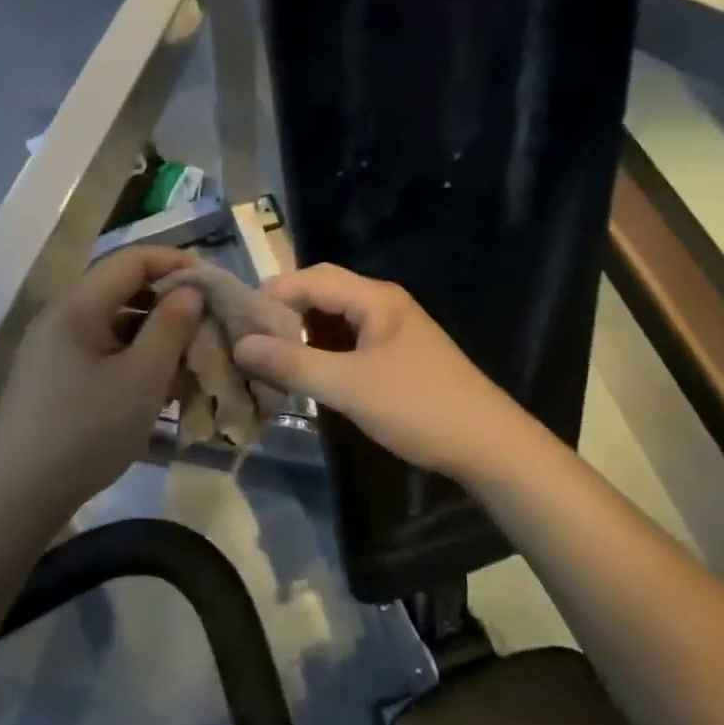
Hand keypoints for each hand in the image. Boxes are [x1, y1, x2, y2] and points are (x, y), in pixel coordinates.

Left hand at [0, 246, 204, 516]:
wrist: (17, 498)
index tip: (215, 285)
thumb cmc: (86, 432)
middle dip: (169, 303)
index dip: (177, 263)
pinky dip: (133, 359)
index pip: (132, 259)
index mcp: (77, 307)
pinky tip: (157, 387)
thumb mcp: (142, 379)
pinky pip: (101, 352)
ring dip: (154, 334)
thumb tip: (190, 291)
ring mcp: (52, 349)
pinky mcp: (52, 378)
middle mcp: (61, 318)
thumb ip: (171, 327)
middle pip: (122, 290)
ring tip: (189, 361)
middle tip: (207, 326)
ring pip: (114, 324)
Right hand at [232, 264, 539, 482]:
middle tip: (246, 339)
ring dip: (301, 335)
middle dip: (283, 313)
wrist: (489, 445)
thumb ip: (292, 364)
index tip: (234, 320)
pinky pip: (348, 343)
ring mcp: (392, 332)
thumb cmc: (418, 406)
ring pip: (334, 321)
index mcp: (375, 298)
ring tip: (266, 358)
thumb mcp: (349, 386)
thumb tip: (239, 345)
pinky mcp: (396, 358)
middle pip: (322, 294)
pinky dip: (321, 353)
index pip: (311, 279)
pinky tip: (304, 375)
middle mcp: (383, 305)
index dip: (270, 294)